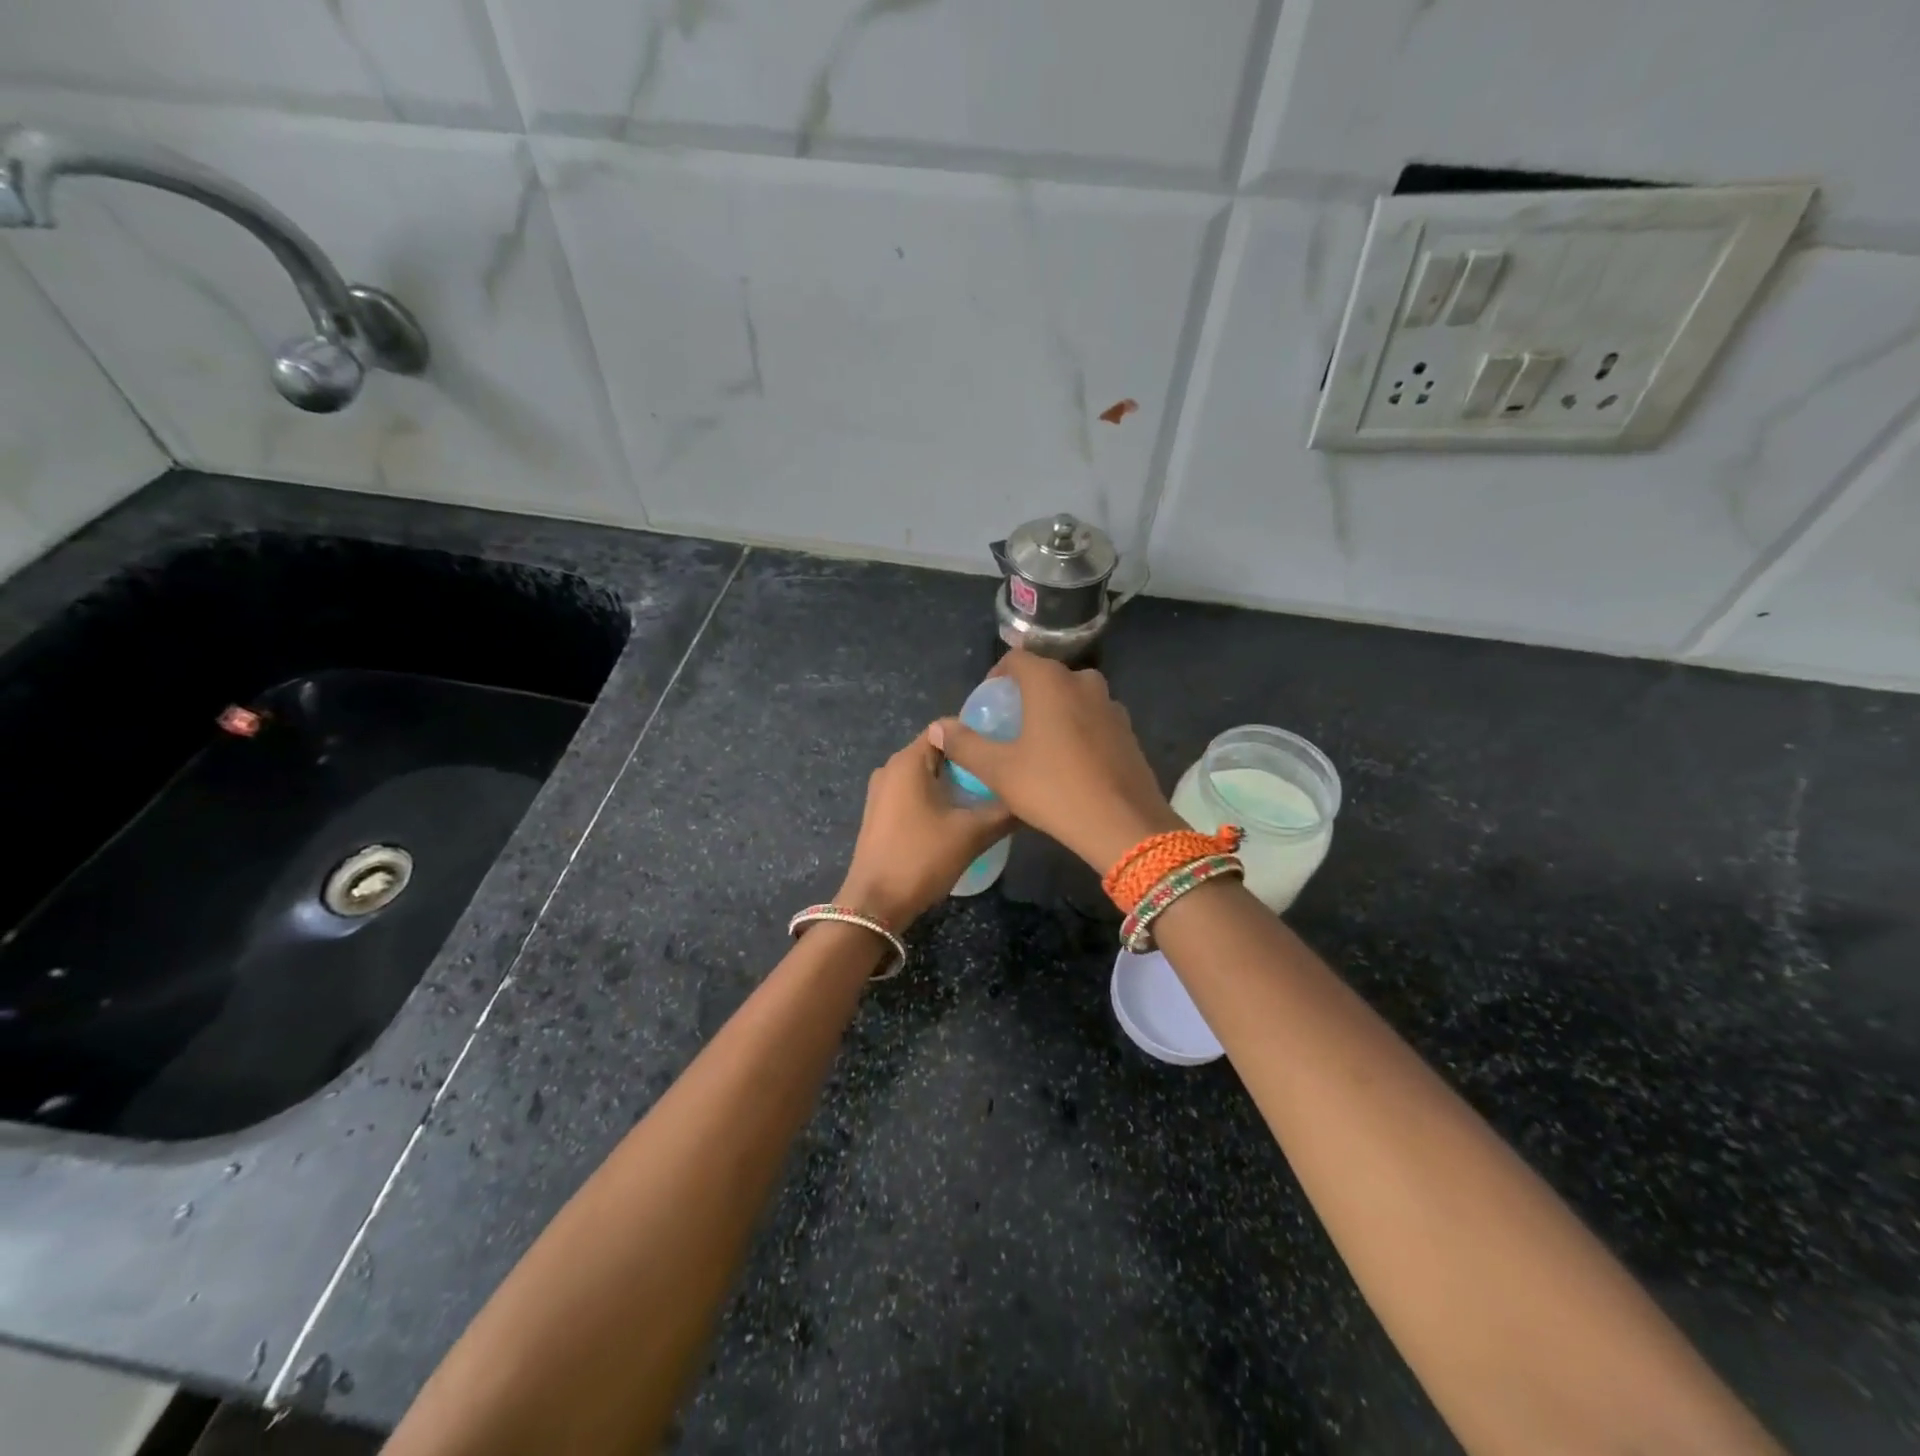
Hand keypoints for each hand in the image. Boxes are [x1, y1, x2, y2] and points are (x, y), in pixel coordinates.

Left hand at [835, 727, 1014, 927]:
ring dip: (956, 783)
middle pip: (938, 751)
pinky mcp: (881, 814)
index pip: (947, 728)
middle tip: (1004, 776)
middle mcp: (891, 768)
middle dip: (970, 762)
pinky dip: (939, 798)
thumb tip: (1031, 799)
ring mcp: (882, 792)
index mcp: (908, 761)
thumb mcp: (971, 834)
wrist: (875, 905)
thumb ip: (1005, 811)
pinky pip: (916, 793)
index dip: (978, 734)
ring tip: (989, 797)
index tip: (1005, 748)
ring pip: (928, 774)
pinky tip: (961, 817)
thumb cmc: (921, 858)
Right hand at [931, 651, 1182, 875]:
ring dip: (1055, 711)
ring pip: (1074, 698)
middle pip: (1048, 677)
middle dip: (1027, 694)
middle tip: (1010, 725)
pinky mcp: (1129, 732)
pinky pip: (1095, 720)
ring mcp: (1112, 707)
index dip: (997, 676)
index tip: (987, 703)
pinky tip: (1070, 762)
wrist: (1123, 825)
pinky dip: (1079, 729)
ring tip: (1039, 744)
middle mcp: (1085, 683)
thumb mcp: (999, 770)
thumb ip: (965, 744)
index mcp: (1051, 682)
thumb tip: (938, 727)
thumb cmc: (1053, 789)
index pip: (1017, 659)